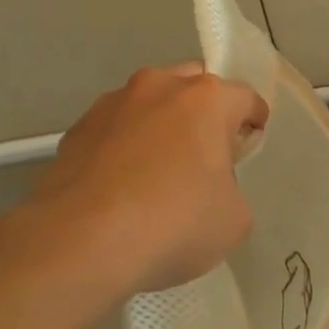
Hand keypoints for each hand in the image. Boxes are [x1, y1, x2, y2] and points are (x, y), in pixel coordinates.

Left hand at [33, 63, 268, 293]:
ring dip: (159, 127)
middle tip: (206, 154)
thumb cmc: (174, 223)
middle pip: (193, 86)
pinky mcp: (75, 131)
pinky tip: (121, 188)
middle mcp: (158, 87)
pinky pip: (114, 131)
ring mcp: (111, 105)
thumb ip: (231, 188)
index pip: (245, 97)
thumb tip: (209, 186)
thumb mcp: (234, 218)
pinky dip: (124, 148)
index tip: (251, 144)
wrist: (80, 243)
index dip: (253, 121)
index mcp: (206, 99)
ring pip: (148, 105)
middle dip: (203, 112)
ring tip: (157, 173)